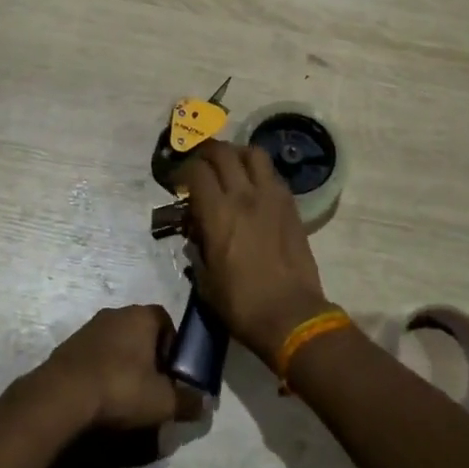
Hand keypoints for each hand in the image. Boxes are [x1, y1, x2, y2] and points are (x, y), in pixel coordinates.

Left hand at [34, 305, 200, 430]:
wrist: (63, 394)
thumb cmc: (121, 388)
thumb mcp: (163, 401)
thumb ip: (188, 401)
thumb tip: (206, 403)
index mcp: (142, 316)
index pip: (166, 321)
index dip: (173, 347)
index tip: (172, 374)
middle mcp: (116, 313)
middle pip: (141, 331)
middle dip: (149, 356)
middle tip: (151, 387)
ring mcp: (90, 326)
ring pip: (117, 342)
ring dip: (124, 362)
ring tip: (126, 395)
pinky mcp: (70, 344)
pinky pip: (96, 354)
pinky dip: (102, 369)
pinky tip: (102, 395)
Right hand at [173, 140, 332, 366]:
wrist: (291, 315)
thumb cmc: (242, 303)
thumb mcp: (205, 280)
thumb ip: (197, 249)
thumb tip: (196, 233)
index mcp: (218, 213)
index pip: (196, 171)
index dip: (182, 170)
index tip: (177, 182)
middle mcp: (244, 195)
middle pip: (223, 152)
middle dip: (206, 153)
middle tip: (199, 165)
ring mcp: (271, 197)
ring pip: (253, 153)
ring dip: (236, 154)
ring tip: (229, 166)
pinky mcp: (291, 205)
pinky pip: (272, 174)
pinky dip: (258, 171)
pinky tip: (253, 186)